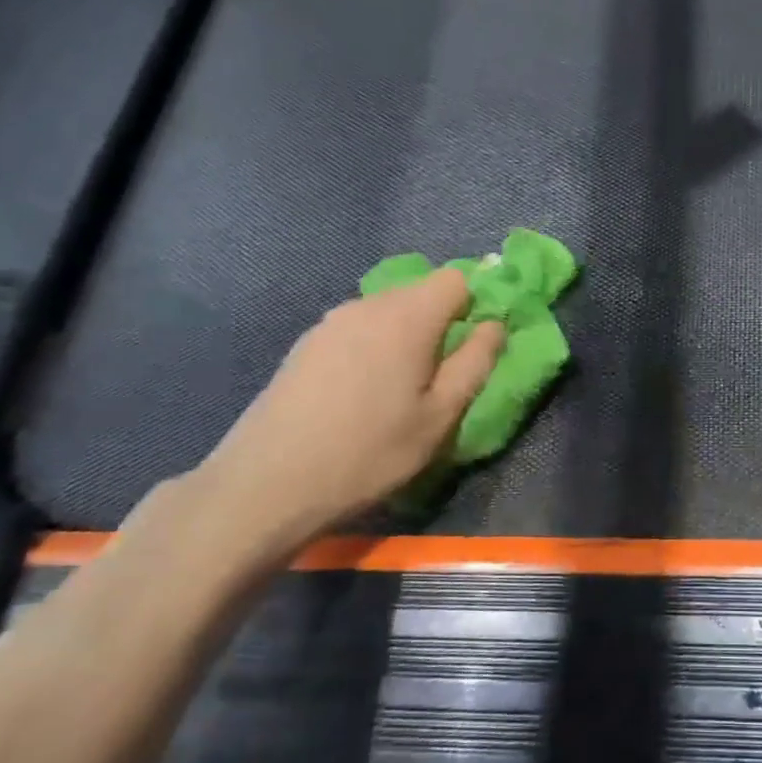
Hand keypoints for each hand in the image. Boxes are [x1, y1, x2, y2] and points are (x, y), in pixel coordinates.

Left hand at [184, 269, 504, 560]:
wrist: (267, 483)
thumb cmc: (370, 452)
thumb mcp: (439, 416)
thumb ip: (475, 363)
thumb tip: (494, 326)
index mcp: (407, 317)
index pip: (455, 279)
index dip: (473, 306)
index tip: (471, 347)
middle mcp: (368, 305)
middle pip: (420, 292)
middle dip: (440, 323)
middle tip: (439, 376)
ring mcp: (331, 322)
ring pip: (387, 311)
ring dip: (405, 336)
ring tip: (398, 389)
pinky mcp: (306, 344)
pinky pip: (358, 328)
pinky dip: (373, 347)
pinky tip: (359, 394)